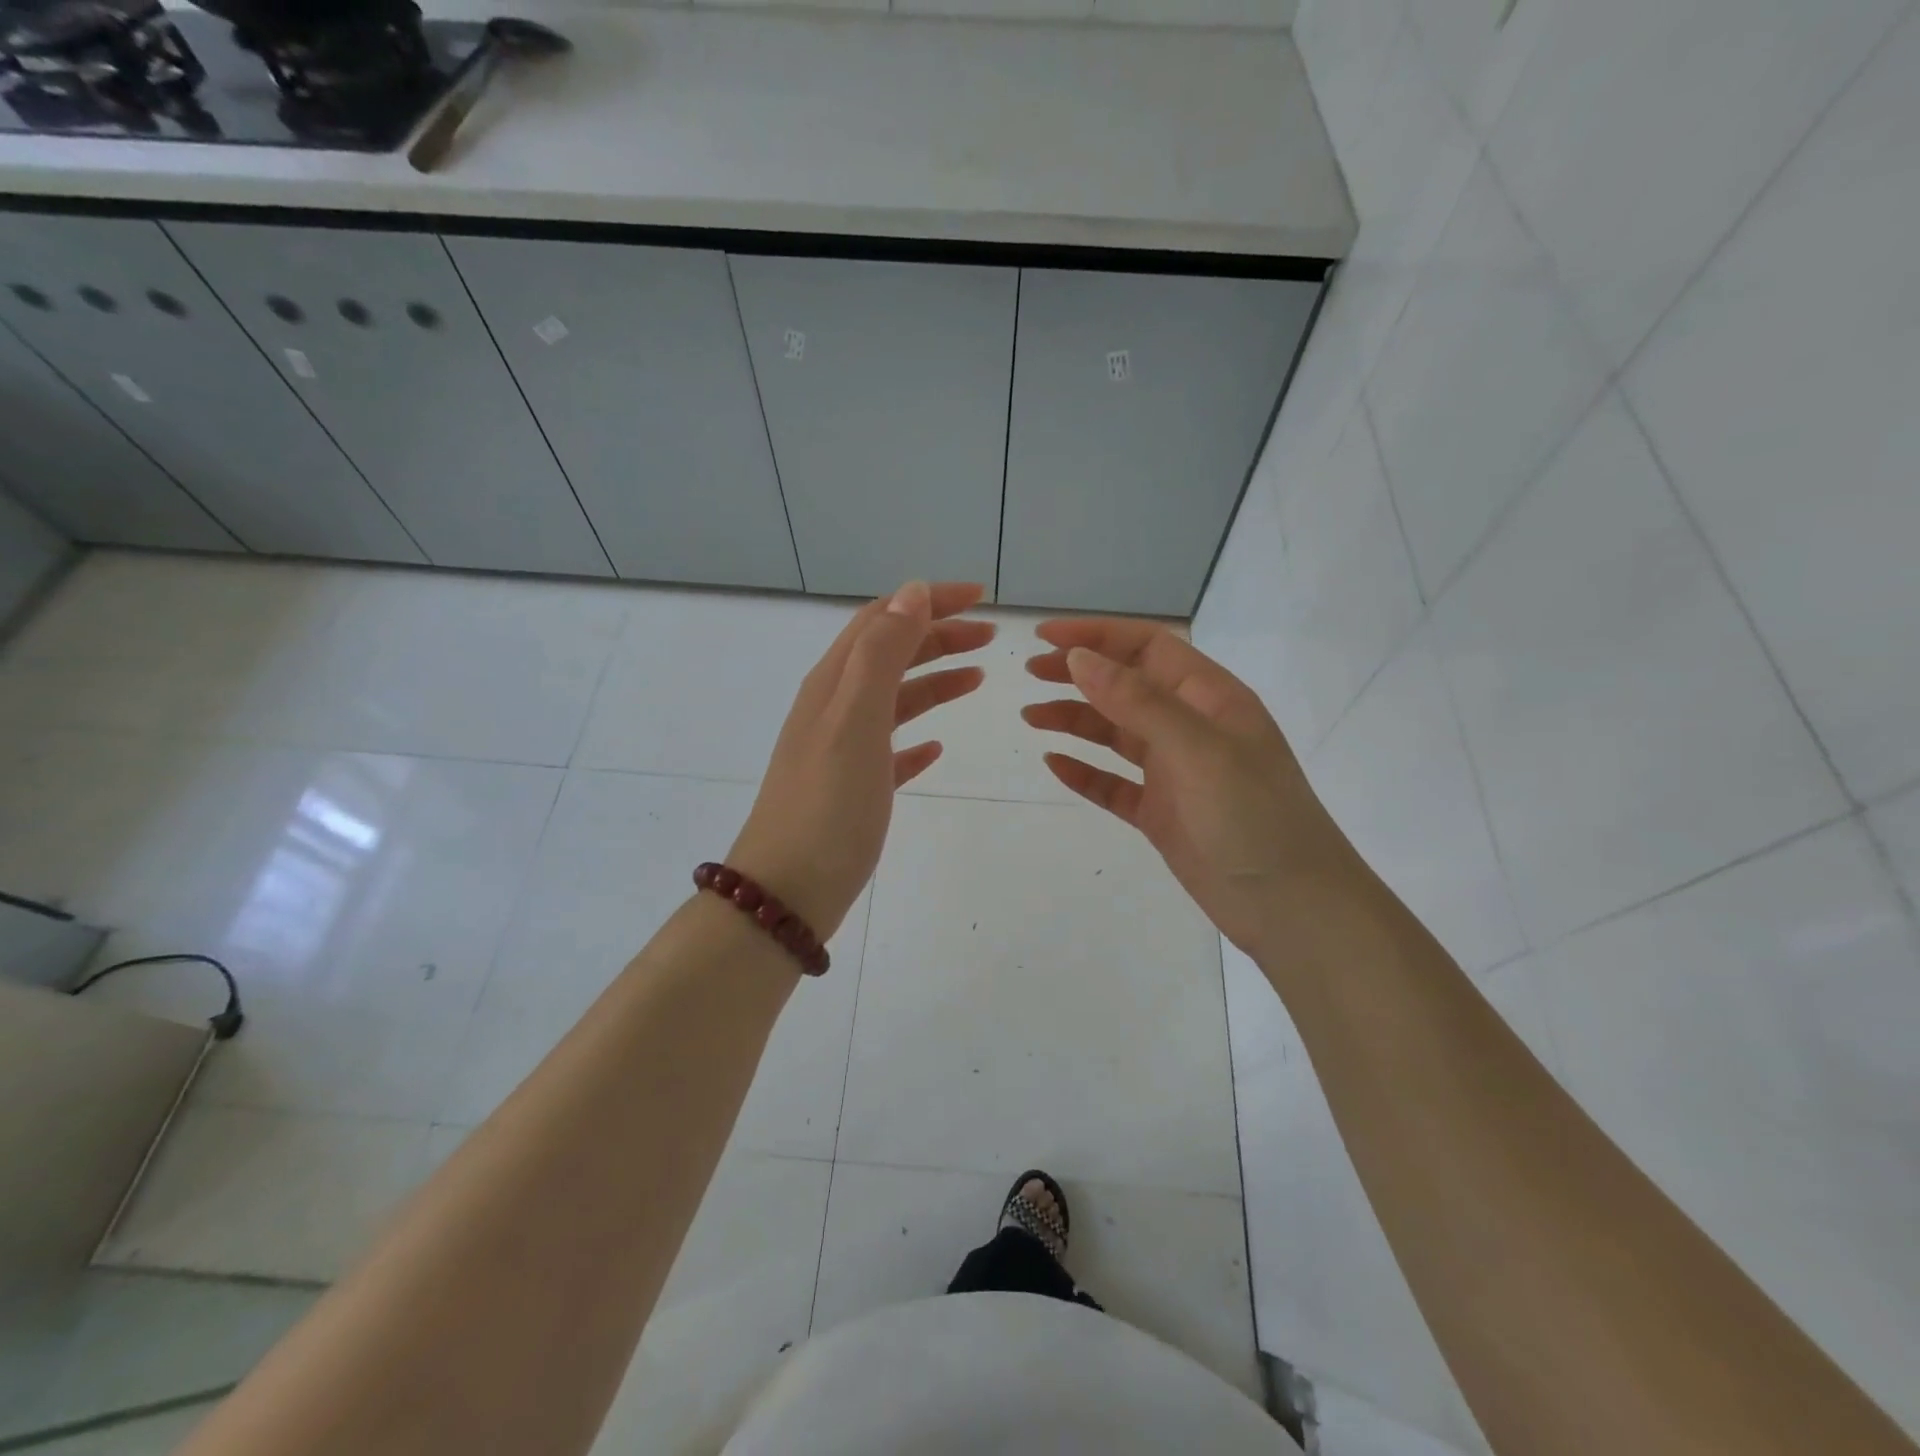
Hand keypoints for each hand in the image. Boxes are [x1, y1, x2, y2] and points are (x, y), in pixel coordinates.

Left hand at [729, 582, 992, 940]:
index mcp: (833, 683)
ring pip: (894, 699)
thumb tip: (912, 591)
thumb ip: (882, 654)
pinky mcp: (852, 789)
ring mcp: (841, 750)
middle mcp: (834, 707)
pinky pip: (890, 749)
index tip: (981, 598)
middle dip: (939, 636)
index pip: (883, 619)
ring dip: (934, 680)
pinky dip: (917, 738)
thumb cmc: (827, 806)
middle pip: (890, 654)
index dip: (929, 601)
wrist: (786, 893)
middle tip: (990, 638)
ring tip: (977, 679)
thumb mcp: (855, 720)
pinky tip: (937, 749)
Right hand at [1023, 619, 1355, 956]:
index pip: (1148, 647)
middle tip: (1030, 673)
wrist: (1290, 907)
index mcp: (1209, 698)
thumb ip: (1137, 701)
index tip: (1045, 635)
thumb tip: (1079, 658)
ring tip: (1031, 716)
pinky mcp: (1161, 813)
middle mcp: (1191, 727)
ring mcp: (1175, 772)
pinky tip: (1054, 764)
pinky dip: (1084, 772)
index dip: (1097, 635)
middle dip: (1079, 674)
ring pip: (1115, 733)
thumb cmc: (1252, 816)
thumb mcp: (1197, 748)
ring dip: (1074, 720)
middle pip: (1126, 685)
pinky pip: (1114, 784)